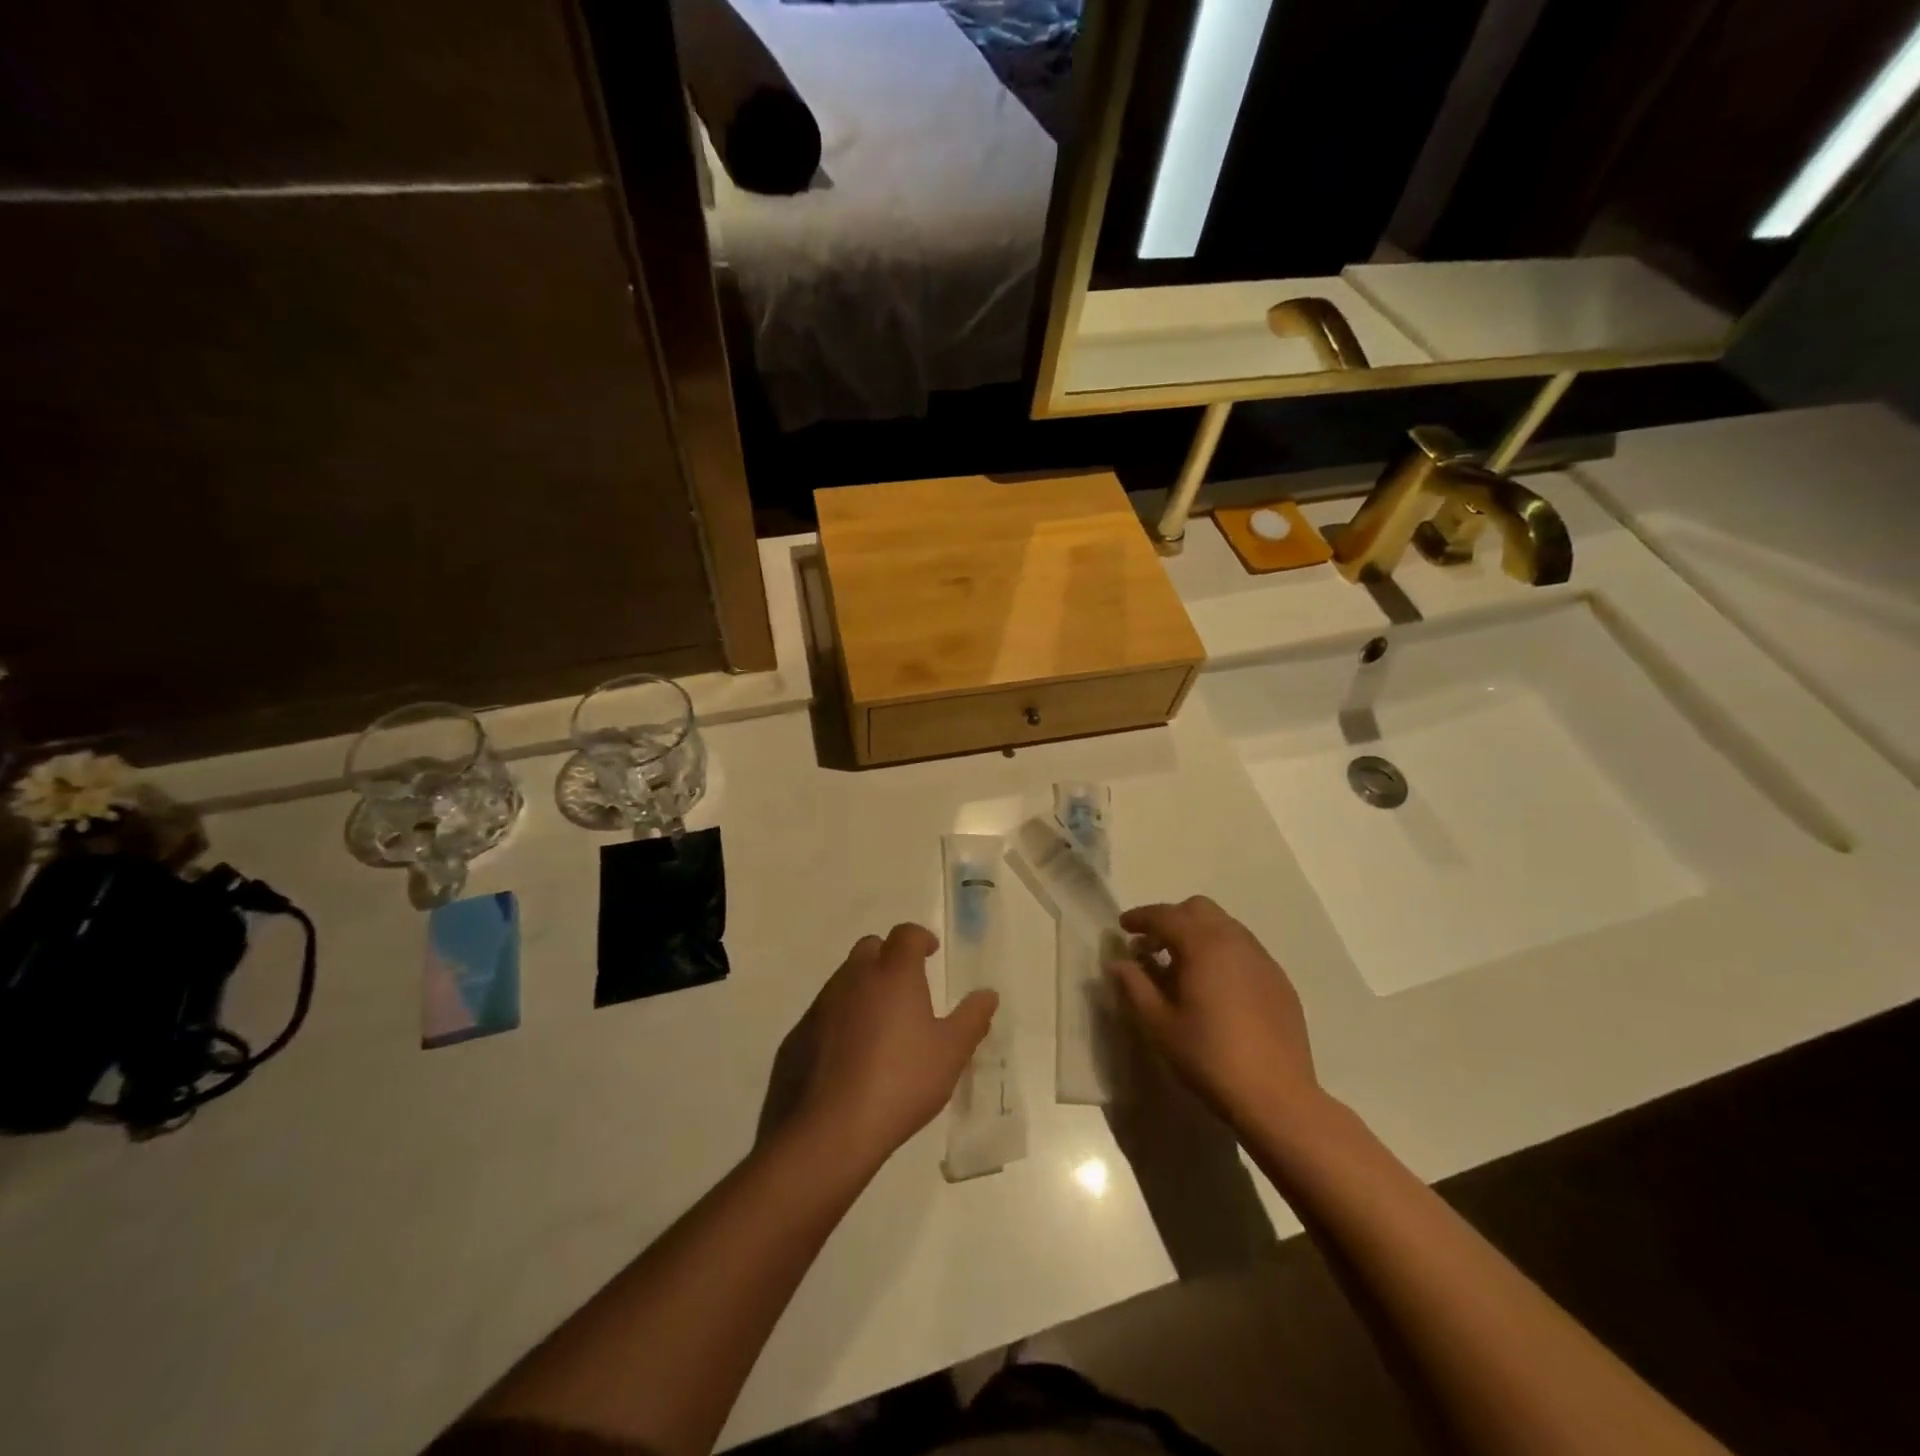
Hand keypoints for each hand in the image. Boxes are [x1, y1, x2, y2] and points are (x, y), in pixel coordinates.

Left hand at [792, 924, 997, 1169]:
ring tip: (881, 1023)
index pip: (905, 935)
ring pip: (845, 979)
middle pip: (871, 948)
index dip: (920, 938)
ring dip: (864, 987)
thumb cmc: (899, 1083)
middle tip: (907, 986)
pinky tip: (851, 1053)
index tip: (931, 952)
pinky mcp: (798, 1034)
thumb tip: (988, 994)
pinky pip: (825, 1012)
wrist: (827, 1131)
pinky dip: (841, 1018)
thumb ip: (972, 1019)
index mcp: (892, 974)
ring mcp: (821, 1005)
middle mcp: (853, 978)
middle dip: (889, 956)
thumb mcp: (950, 1054)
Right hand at [1106, 897, 1321, 1133]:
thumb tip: (1118, 963)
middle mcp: (1235, 941)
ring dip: (1198, 934)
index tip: (1123, 927)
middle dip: (1172, 919)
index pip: (1165, 915)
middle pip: (1199, 909)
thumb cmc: (1209, 1057)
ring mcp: (1262, 959)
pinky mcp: (1279, 980)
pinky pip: (1244, 949)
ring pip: (1224, 926)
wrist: (1276, 1096)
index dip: (1140, 918)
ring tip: (1182, 968)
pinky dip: (1222, 953)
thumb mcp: (1159, 1024)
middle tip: (1153, 947)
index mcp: (1203, 945)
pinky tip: (1215, 987)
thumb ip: (1135, 986)